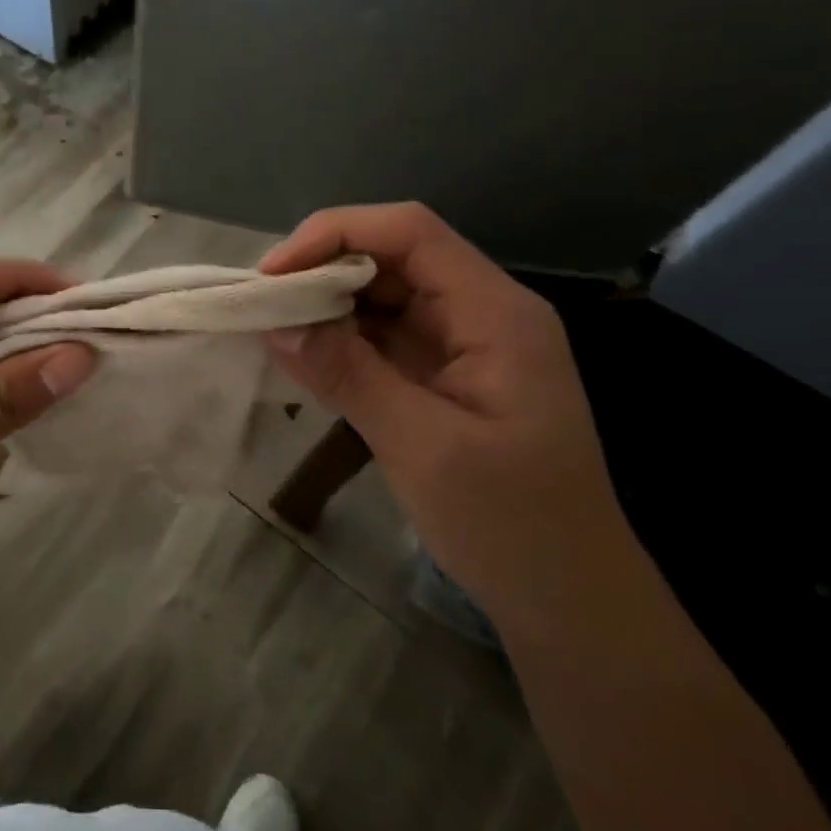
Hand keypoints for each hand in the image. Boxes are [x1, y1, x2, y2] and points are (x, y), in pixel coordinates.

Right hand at [261, 203, 628, 637]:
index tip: (272, 275)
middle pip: (392, 257)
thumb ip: (349, 375)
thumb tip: (275, 323)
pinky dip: (338, 341)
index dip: (335, 234)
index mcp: (494, 313)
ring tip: (270, 328)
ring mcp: (462, 345)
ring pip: (382, 296)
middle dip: (322, 269)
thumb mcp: (424, 448)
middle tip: (260, 305)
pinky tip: (303, 357)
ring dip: (325, 306)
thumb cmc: (512, 523)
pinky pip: (382, 338)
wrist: (569, 598)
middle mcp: (479, 313)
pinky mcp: (442, 376)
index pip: (409, 233)